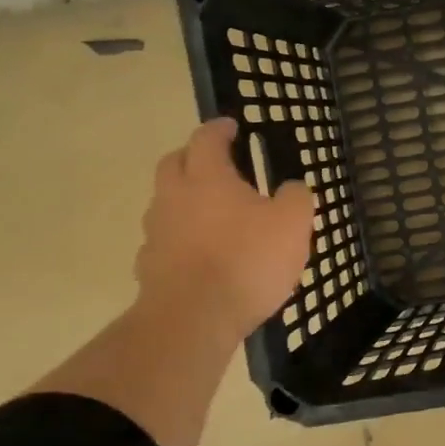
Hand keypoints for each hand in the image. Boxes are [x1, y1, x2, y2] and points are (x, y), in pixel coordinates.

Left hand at [135, 119, 314, 339]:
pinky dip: (179, 238)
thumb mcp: (293, 224)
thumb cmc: (247, 261)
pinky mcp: (149, 267)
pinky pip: (164, 241)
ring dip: (184, 199)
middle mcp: (174, 197)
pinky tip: (199, 253)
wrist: (193, 319)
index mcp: (207, 177)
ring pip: (165, 202)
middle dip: (193, 157)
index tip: (232, 126)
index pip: (206, 138)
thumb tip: (291, 187)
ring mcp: (156, 233)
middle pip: (174, 163)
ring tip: (211, 213)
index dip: (220, 129)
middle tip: (216, 163)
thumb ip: (295, 197)